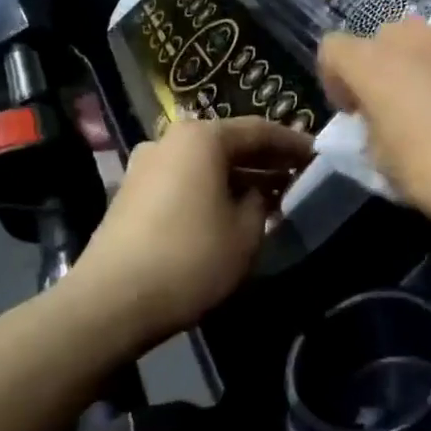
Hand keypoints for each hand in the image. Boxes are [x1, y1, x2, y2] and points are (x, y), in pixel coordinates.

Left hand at [70, 116, 312, 341]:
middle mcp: (170, 140)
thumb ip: (261, 201)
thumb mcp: (246, 231)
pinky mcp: (132, 194)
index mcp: (201, 138)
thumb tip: (257, 193)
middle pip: (228, 143)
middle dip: (265, 159)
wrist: (112, 300)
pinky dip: (213, 189)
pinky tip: (232, 212)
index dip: (292, 143)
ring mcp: (145, 166)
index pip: (259, 130)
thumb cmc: (191, 258)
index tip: (318, 155)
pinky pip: (185, 180)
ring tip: (270, 196)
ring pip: (205, 163)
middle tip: (298, 174)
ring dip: (239, 177)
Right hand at [317, 19, 430, 237]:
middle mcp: (413, 39)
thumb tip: (377, 124)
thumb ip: (370, 134)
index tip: (352, 115)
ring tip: (430, 115)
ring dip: (414, 71)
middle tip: (388, 113)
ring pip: (420, 45)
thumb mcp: (385, 167)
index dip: (333, 81)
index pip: (333, 49)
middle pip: (379, 40)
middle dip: (376, 70)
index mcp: (375, 63)